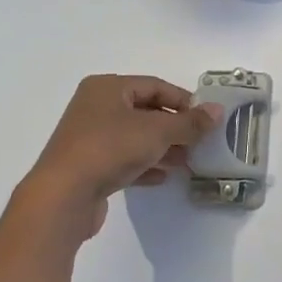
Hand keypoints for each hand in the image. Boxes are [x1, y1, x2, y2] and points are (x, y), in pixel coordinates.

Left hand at [11, 75, 222, 244]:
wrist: (63, 196)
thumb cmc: (110, 149)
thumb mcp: (158, 132)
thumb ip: (190, 122)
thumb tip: (218, 110)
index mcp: (108, 88)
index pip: (155, 86)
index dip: (184, 101)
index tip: (206, 119)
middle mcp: (95, 107)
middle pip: (145, 111)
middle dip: (175, 127)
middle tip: (199, 141)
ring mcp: (89, 137)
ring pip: (135, 136)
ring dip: (163, 148)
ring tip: (187, 162)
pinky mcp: (87, 165)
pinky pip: (123, 158)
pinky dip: (144, 164)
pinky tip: (163, 177)